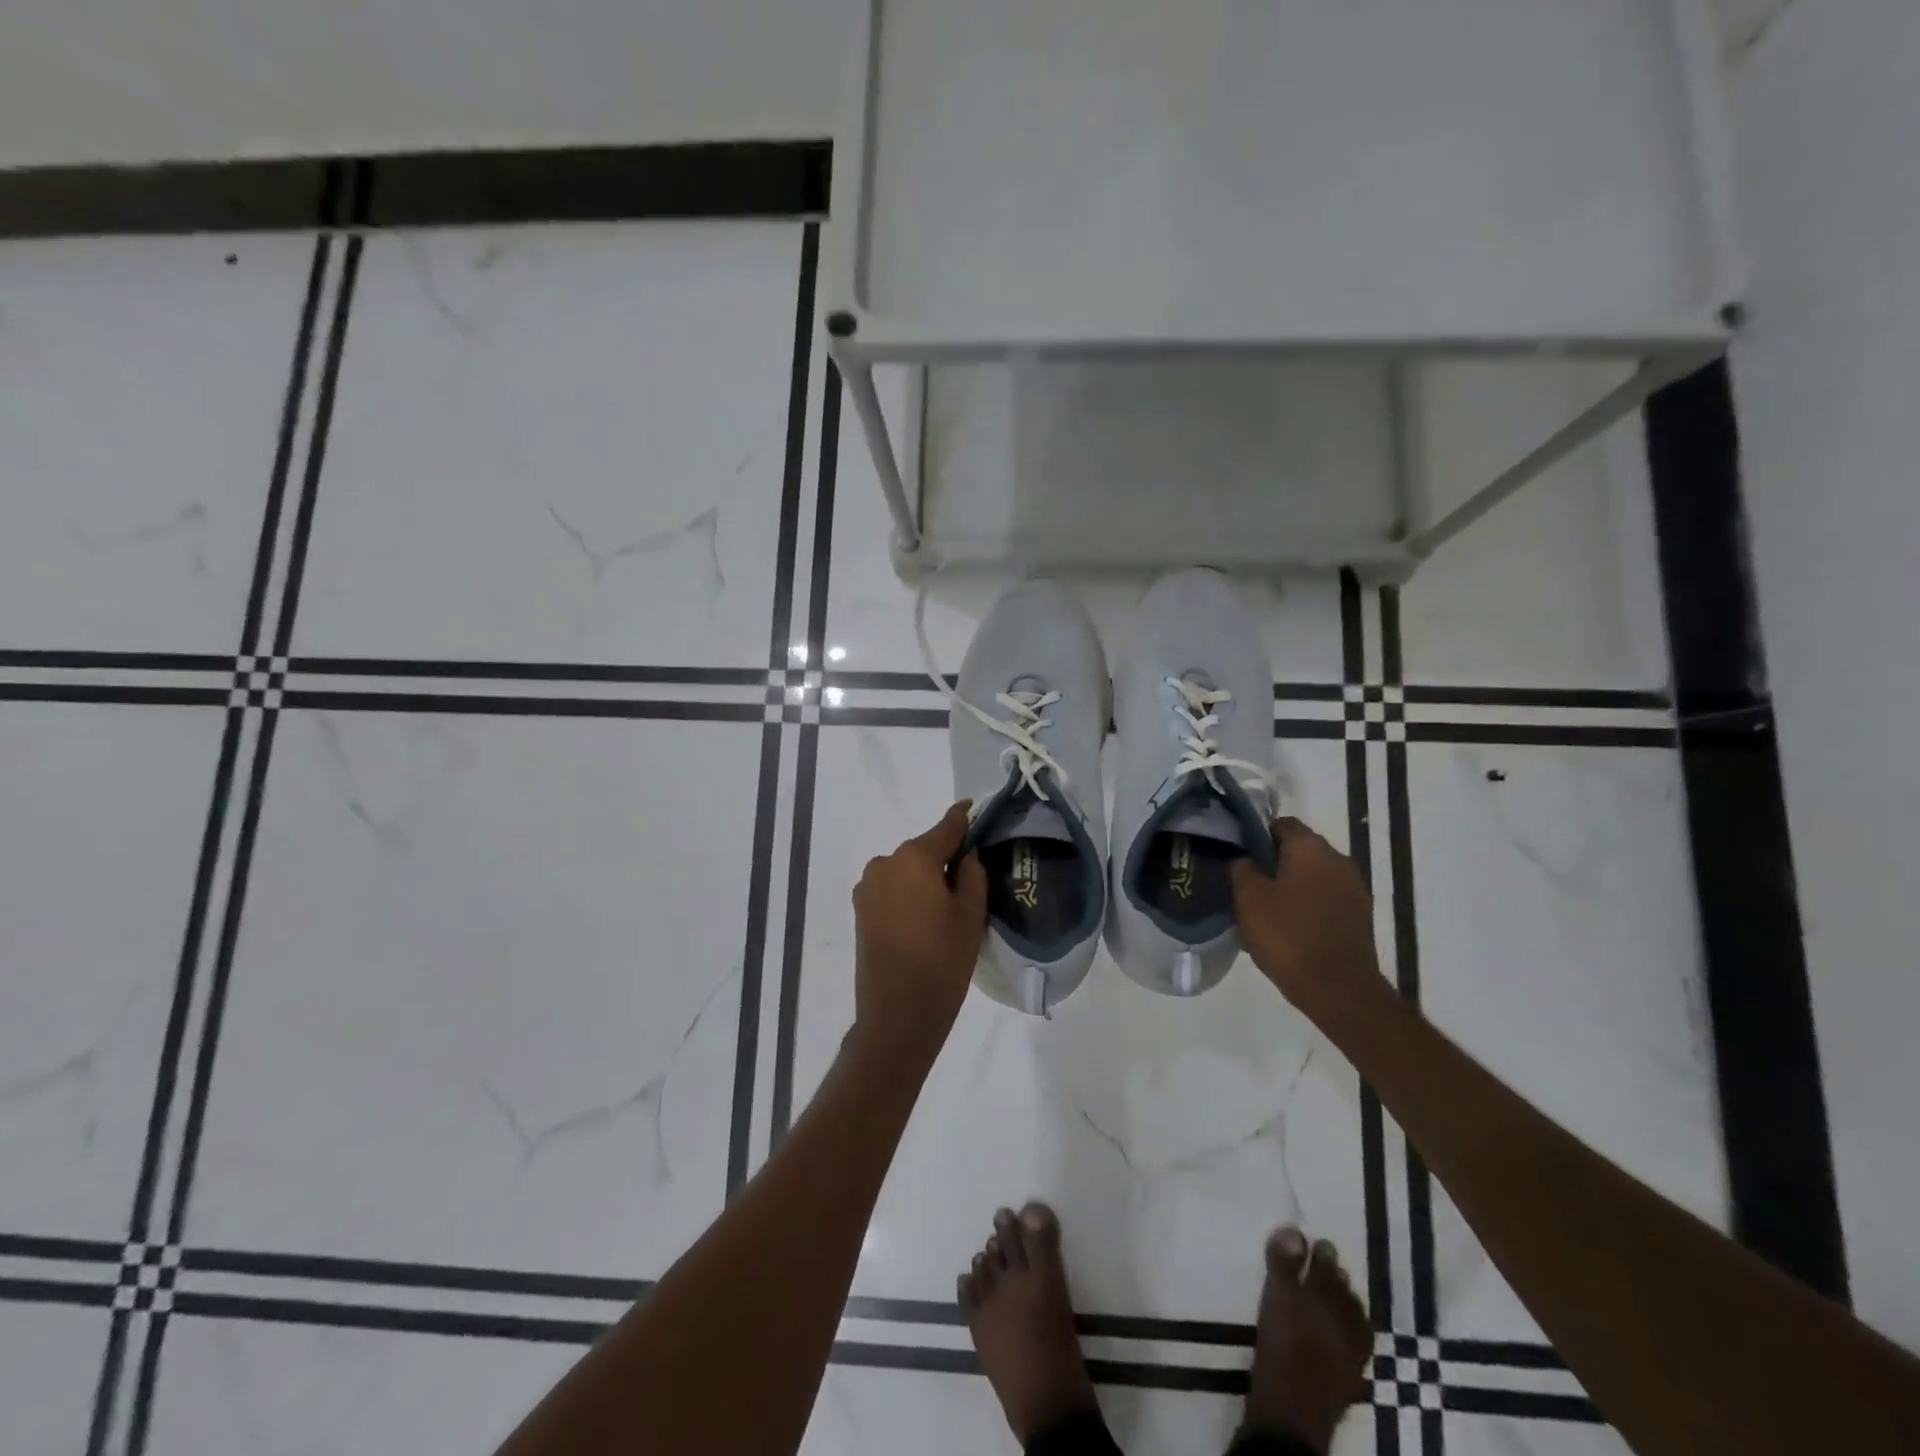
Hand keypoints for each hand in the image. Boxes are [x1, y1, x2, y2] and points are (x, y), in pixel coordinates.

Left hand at [851, 802, 988, 1063]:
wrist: (897, 1014)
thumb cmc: (942, 961)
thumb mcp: (971, 915)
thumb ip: (972, 874)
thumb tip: (966, 855)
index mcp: (915, 857)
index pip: (946, 827)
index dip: (964, 818)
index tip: (974, 808)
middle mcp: (885, 862)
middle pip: (924, 850)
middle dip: (945, 857)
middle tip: (969, 878)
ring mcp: (868, 887)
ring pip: (906, 870)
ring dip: (924, 878)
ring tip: (946, 906)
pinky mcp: (860, 910)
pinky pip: (892, 889)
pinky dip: (908, 894)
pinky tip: (924, 918)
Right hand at [1231, 818, 1385, 1012]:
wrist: (1339, 990)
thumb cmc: (1288, 936)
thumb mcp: (1248, 898)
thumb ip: (1241, 868)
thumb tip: (1243, 858)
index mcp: (1311, 847)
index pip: (1280, 823)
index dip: (1256, 836)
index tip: (1237, 857)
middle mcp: (1338, 859)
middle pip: (1298, 849)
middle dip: (1273, 863)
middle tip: (1246, 885)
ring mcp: (1354, 888)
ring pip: (1313, 876)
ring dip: (1291, 886)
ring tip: (1266, 910)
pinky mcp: (1360, 916)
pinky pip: (1326, 899)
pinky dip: (1308, 906)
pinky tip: (1289, 928)